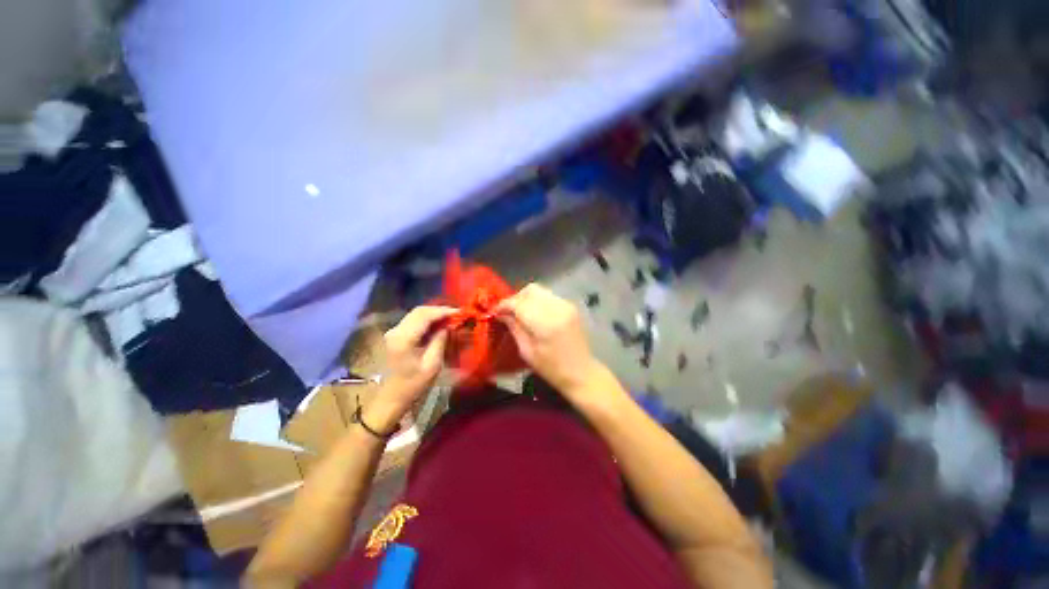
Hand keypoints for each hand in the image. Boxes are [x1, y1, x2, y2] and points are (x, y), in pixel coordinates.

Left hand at [365, 306, 454, 430]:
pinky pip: (413, 321)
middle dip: (439, 310)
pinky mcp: (394, 336)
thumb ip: (440, 341)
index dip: (444, 311)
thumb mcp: (432, 365)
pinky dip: (427, 320)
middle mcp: (396, 330)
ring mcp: (393, 332)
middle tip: (456, 314)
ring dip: (433, 314)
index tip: (460, 312)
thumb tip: (448, 326)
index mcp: (404, 338)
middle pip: (419, 311)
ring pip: (416, 314)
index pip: (425, 315)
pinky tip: (438, 325)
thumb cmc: (412, 385)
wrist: (390, 399)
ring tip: (450, 318)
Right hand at [498, 284, 609, 405]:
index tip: (495, 311)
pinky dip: (538, 301)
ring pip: (540, 290)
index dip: (504, 305)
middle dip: (516, 298)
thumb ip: (514, 328)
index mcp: (545, 323)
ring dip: (526, 298)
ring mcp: (566, 305)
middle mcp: (557, 308)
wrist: (582, 372)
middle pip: (530, 290)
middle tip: (508, 311)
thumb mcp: (527, 352)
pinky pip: (549, 296)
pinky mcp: (571, 306)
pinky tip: (534, 313)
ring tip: (520, 312)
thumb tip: (502, 314)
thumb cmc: (552, 369)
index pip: (519, 303)